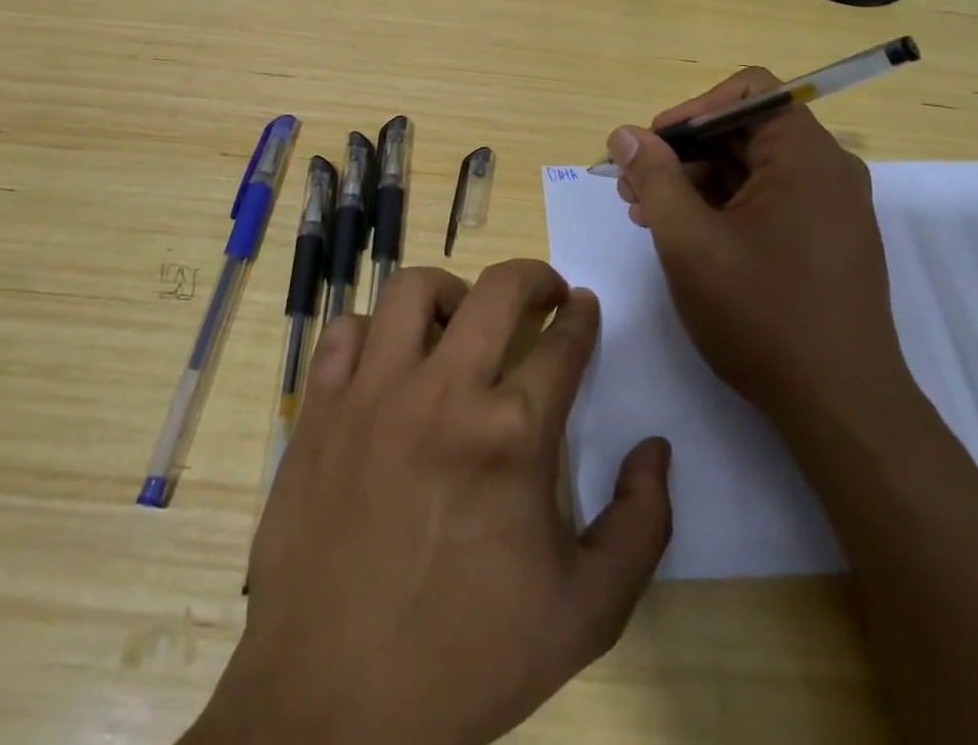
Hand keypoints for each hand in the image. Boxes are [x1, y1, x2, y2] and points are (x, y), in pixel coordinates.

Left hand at [188, 260, 671, 744]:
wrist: (330, 708)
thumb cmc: (464, 659)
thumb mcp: (584, 615)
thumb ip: (640, 526)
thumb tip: (656, 448)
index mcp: (512, 435)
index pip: (563, 343)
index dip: (582, 317)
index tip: (585, 308)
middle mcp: (444, 392)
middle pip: (499, 289)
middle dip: (535, 276)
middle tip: (545, 292)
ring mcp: (374, 392)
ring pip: (414, 289)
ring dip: (451, 292)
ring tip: (462, 320)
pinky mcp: (321, 406)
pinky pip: (348, 330)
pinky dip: (375, 330)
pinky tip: (390, 359)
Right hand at [609, 68, 910, 431]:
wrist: (842, 409)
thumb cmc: (762, 315)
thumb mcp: (689, 241)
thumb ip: (654, 177)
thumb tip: (626, 133)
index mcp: (805, 156)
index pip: (748, 91)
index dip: (692, 109)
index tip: (652, 147)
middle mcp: (826, 171)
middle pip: (745, 130)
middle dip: (683, 151)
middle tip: (632, 185)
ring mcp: (829, 208)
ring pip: (751, 168)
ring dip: (695, 181)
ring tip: (645, 213)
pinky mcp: (825, 240)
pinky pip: (767, 200)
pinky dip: (722, 207)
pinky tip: (683, 235)